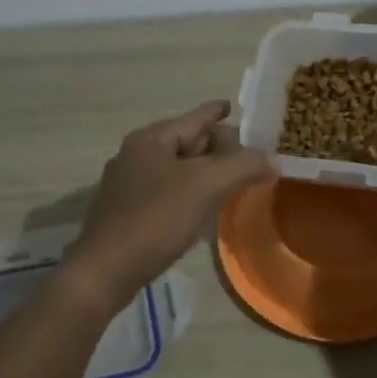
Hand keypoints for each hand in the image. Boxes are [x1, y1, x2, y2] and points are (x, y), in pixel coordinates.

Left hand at [64, 100, 275, 307]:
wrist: (105, 272)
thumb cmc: (155, 219)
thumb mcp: (205, 186)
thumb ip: (242, 167)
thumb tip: (271, 160)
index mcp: (150, 140)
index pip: (193, 118)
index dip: (216, 111)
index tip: (232, 105)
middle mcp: (136, 156)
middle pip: (185, 142)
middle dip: (216, 146)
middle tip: (247, 153)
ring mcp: (128, 186)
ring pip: (176, 169)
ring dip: (205, 172)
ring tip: (232, 178)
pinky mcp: (128, 213)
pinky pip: (167, 192)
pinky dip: (190, 193)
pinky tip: (205, 208)